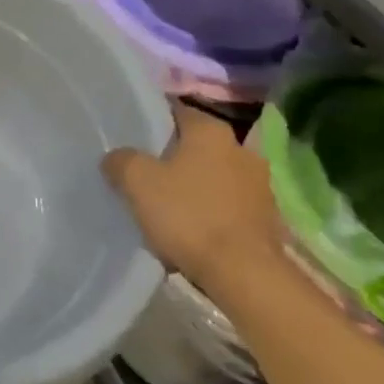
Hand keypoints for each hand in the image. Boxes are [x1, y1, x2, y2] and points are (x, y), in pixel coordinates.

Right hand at [102, 103, 284, 295]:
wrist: (243, 272)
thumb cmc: (188, 215)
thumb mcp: (137, 181)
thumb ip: (121, 160)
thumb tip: (117, 157)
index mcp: (211, 131)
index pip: (175, 111)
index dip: (151, 122)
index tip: (131, 138)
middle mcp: (240, 149)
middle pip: (195, 146)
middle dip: (172, 158)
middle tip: (143, 174)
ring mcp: (259, 184)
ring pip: (212, 176)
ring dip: (192, 187)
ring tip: (165, 207)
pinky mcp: (266, 217)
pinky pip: (227, 206)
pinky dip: (209, 213)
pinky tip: (190, 232)